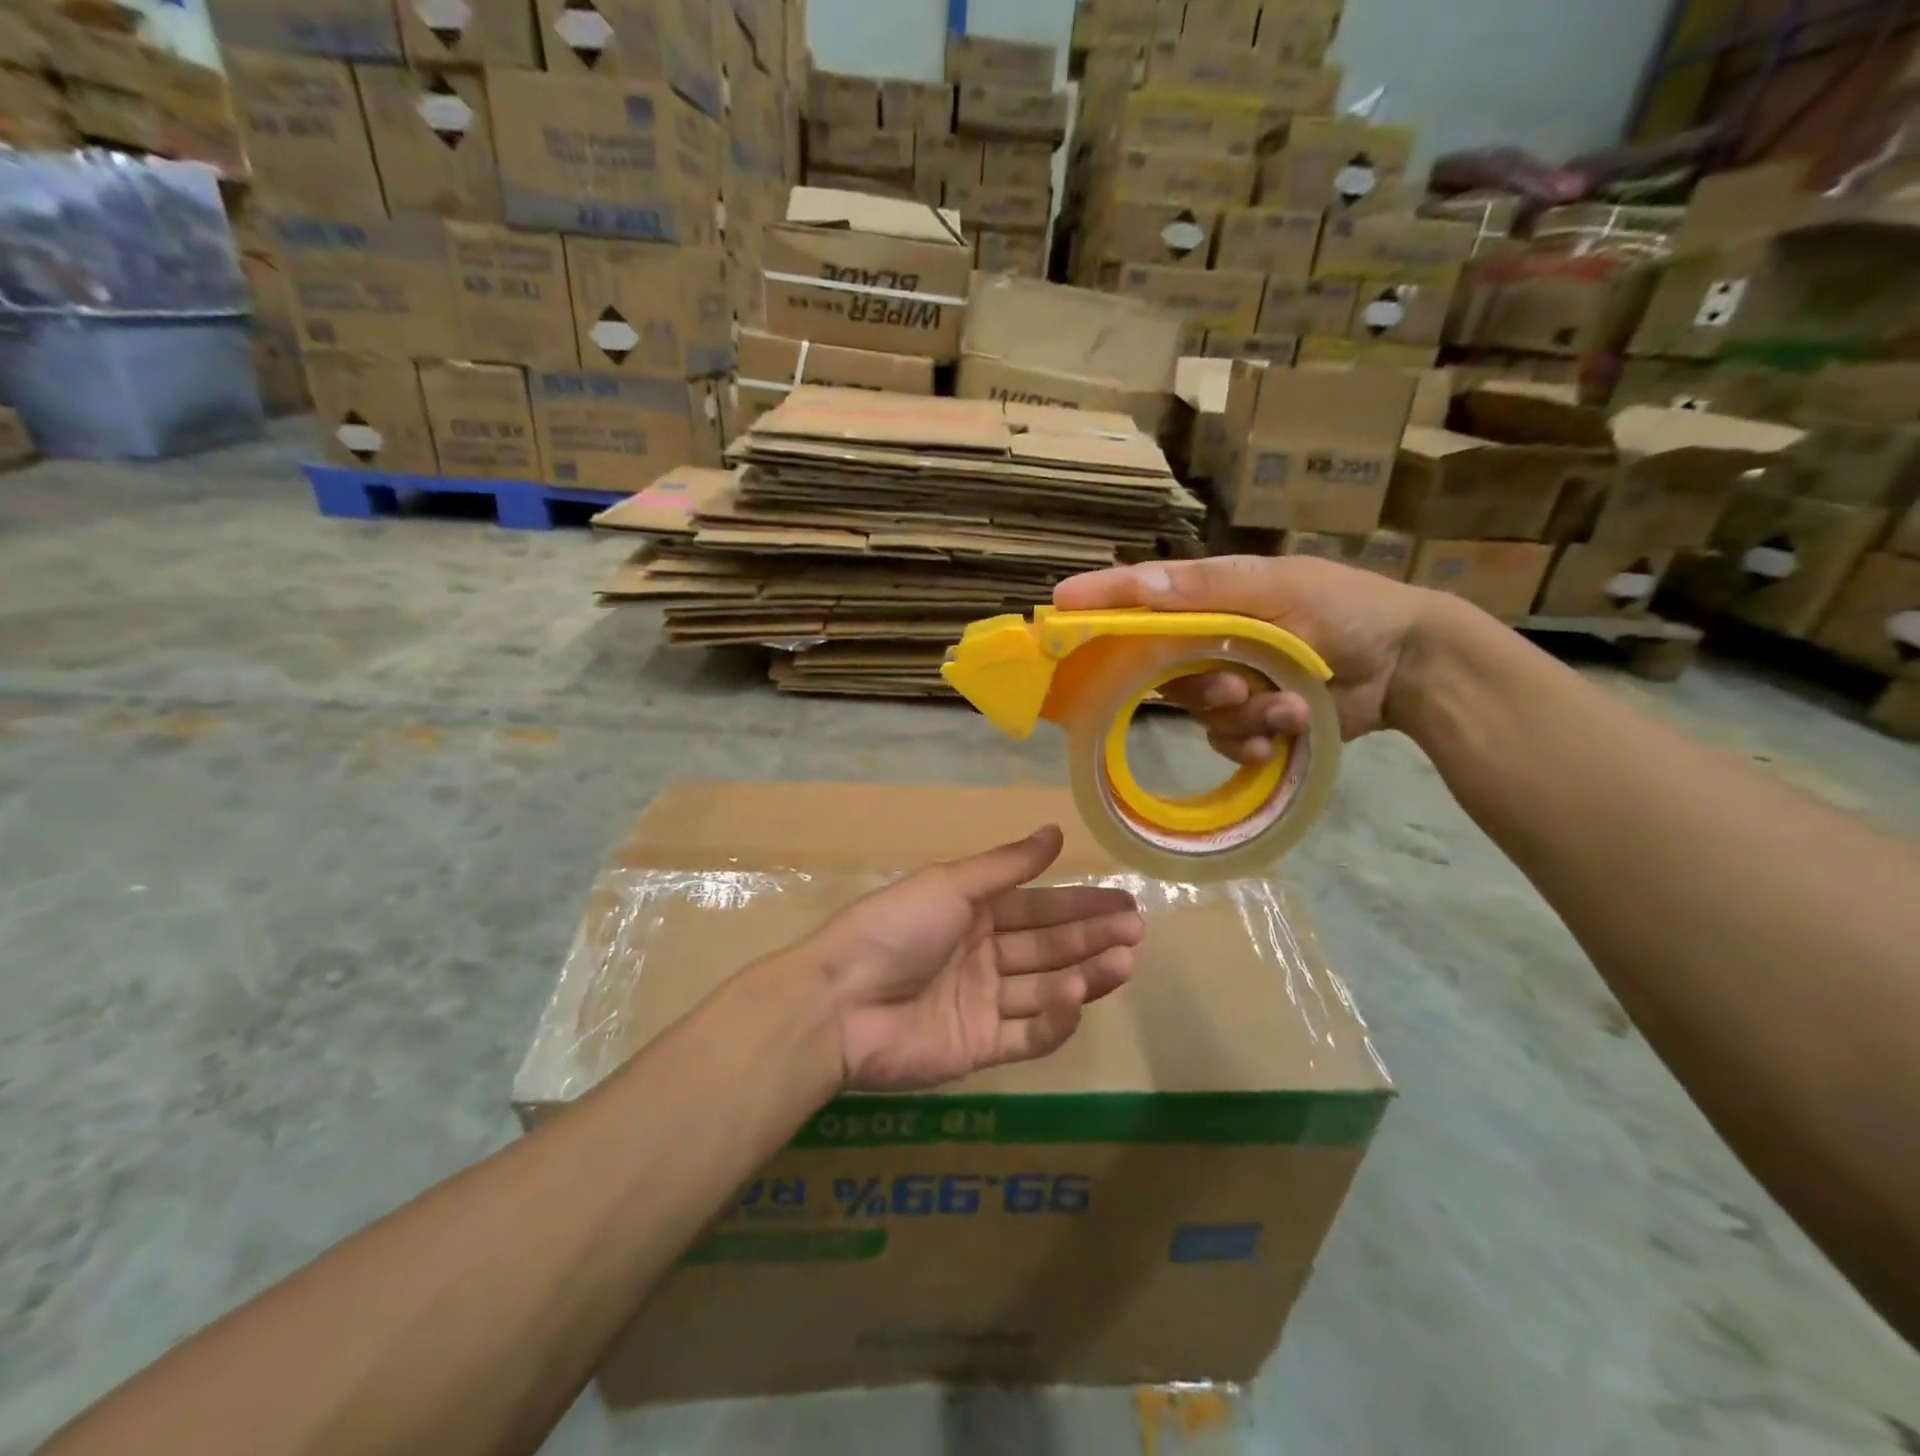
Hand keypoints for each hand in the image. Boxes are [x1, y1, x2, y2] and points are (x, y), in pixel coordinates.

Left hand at [802, 825, 1142, 1091]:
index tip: (1124, 902)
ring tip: (1124, 961)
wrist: (840, 1001)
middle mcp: (982, 955)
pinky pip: (1025, 1035)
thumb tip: (1055, 831)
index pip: (1038, 907)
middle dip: (1092, 937)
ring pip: (1045, 989)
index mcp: (972, 913)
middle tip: (1136, 931)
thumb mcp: (951, 884)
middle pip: (1048, 947)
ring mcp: (981, 1004)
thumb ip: (1008, 865)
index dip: (1080, 904)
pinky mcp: (977, 1049)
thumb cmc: (896, 928)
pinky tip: (1078, 996)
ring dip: (1086, 974)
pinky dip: (1055, 1019)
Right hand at [1054, 555, 1436, 748]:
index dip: (1099, 603)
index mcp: (1210, 597)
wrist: (1408, 665)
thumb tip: (1138, 586)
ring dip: (1244, 714)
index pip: (1140, 598)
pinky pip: (1225, 740)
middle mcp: (1208, 639)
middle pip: (1162, 669)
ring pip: (1198, 712)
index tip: (1056, 609)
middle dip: (1199, 685)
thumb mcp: (1280, 589)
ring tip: (1292, 705)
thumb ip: (1209, 591)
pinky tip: (1289, 730)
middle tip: (1235, 684)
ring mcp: (1228, 681)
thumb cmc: (1346, 608)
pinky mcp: (1250, 719)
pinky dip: (1255, 740)